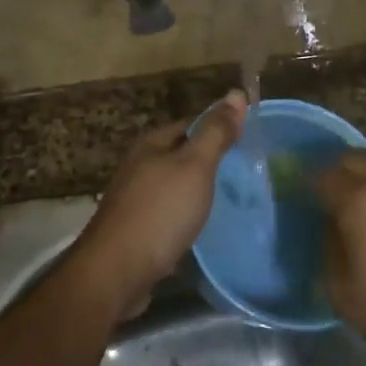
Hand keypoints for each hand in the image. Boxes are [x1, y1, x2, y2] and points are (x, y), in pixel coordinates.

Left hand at [76, 90, 246, 316]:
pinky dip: (187, 218)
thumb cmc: (160, 212)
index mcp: (151, 145)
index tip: (248, 139)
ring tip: (232, 201)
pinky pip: (169, 215)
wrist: (116, 273)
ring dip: (199, 192)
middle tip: (247, 173)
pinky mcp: (136, 231)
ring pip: (175, 187)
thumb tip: (236, 92)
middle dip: (210, 162)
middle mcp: (139, 167)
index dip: (219, 127)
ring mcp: (135, 200)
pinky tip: (204, 229)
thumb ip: (216, 132)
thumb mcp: (195, 166)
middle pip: (182, 155)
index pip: (191, 124)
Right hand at [317, 153, 365, 365]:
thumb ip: (328, 247)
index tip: (302, 201)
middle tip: (330, 204)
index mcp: (361, 201)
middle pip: (354, 160)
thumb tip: (331, 225)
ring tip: (365, 214)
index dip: (308, 186)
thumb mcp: (342, 292)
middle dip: (337, 175)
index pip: (323, 175)